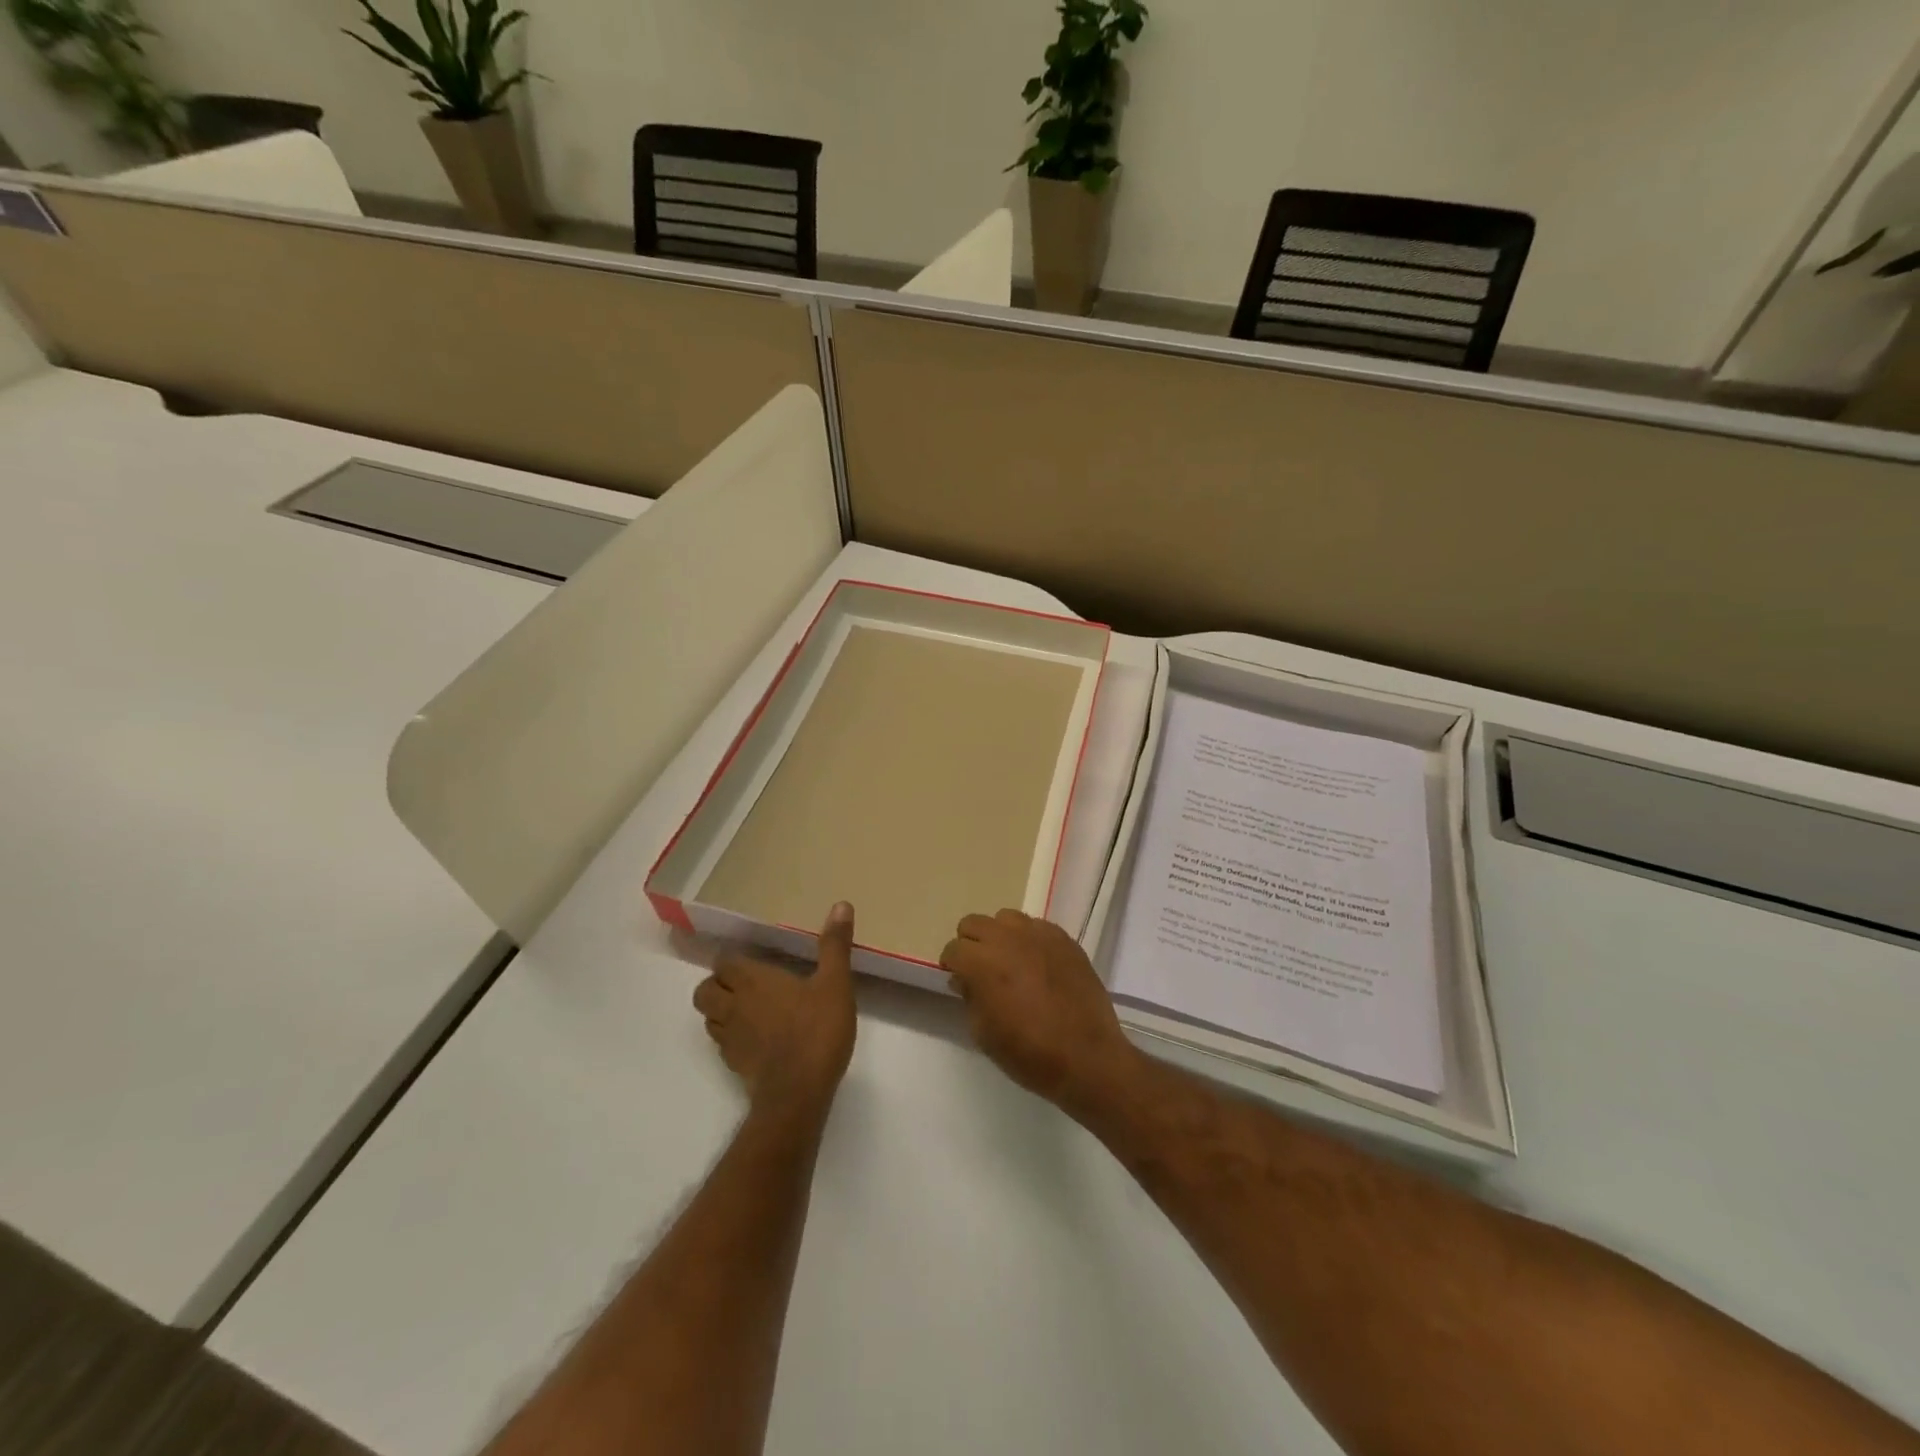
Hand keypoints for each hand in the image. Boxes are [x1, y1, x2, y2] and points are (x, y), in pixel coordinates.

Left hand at [693, 902, 857, 1118]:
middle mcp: (732, 1006)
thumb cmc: (816, 1031)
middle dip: (718, 985)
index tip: (750, 960)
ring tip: (747, 1009)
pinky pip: (722, 1043)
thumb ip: (834, 945)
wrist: (798, 1093)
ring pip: (709, 1018)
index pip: (723, 962)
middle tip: (745, 984)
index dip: (732, 961)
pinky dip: (732, 1037)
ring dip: (721, 1011)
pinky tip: (757, 1039)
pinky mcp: (734, 1065)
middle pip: (704, 990)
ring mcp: (729, 1038)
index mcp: (752, 980)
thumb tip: (841, 904)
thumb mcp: (835, 983)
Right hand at [940, 909, 1140, 1109]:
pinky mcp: (1064, 939)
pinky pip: (1037, 926)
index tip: (959, 981)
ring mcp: (1038, 935)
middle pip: (973, 923)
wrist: (1087, 1056)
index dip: (952, 966)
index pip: (953, 949)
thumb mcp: (984, 1034)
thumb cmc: (1029, 1053)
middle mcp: (1007, 939)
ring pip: (1006, 918)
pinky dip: (1030, 939)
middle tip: (980, 969)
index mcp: (982, 963)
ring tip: (1011, 962)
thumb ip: (969, 998)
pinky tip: (1038, 964)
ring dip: (1000, 936)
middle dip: (971, 944)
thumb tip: (964, 979)